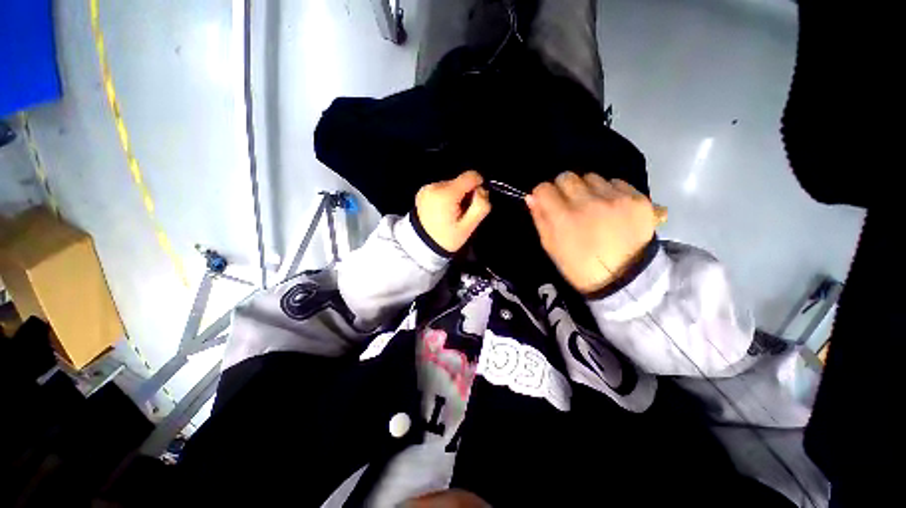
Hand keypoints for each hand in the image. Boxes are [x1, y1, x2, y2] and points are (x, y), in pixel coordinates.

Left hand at [416, 170, 491, 252]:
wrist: (421, 246)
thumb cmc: (446, 239)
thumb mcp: (468, 227)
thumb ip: (481, 206)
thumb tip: (482, 190)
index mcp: (446, 194)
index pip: (471, 176)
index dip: (478, 186)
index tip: (475, 203)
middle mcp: (434, 186)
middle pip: (461, 181)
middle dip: (466, 195)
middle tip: (461, 214)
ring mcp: (426, 188)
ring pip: (452, 185)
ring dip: (456, 197)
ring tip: (451, 215)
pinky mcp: (422, 191)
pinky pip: (442, 189)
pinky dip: (446, 198)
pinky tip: (442, 212)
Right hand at [526, 172, 664, 294]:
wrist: (623, 278)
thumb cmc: (579, 266)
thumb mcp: (551, 247)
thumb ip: (540, 219)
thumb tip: (532, 197)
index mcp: (564, 218)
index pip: (544, 188)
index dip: (542, 194)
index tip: (546, 202)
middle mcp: (588, 203)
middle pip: (567, 177)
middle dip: (563, 188)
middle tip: (569, 203)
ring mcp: (615, 199)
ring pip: (591, 177)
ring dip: (587, 189)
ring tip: (593, 206)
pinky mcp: (637, 199)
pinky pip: (616, 182)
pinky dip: (609, 192)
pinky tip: (611, 208)